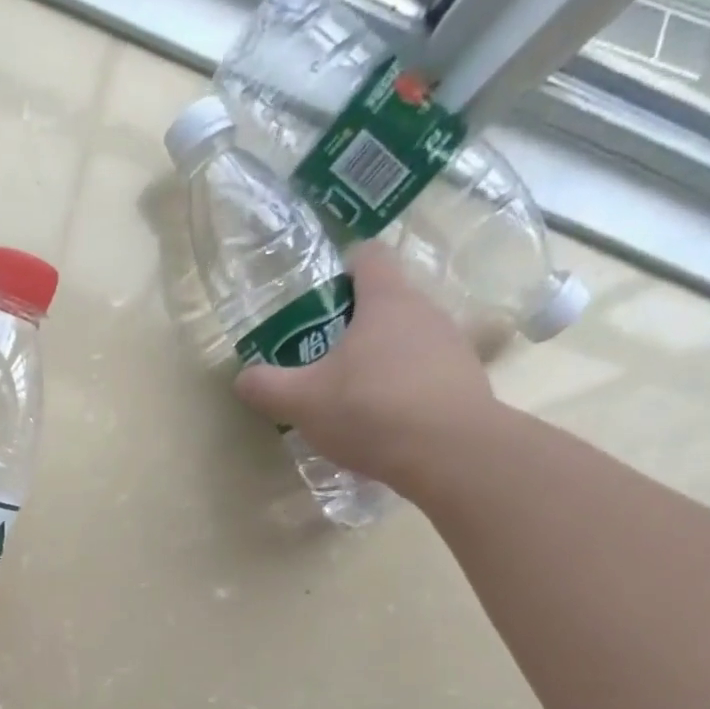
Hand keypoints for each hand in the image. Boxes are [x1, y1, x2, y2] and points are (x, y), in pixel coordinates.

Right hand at [234, 241, 496, 492]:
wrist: (448, 452)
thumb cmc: (369, 409)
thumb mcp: (301, 402)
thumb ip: (267, 387)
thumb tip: (243, 378)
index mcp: (385, 300)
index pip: (368, 256)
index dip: (343, 269)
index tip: (321, 300)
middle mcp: (424, 311)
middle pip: (387, 301)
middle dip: (355, 325)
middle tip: (323, 360)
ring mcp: (451, 345)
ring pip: (408, 339)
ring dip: (381, 360)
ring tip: (353, 398)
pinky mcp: (466, 382)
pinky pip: (425, 374)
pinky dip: (403, 389)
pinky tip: (384, 423)